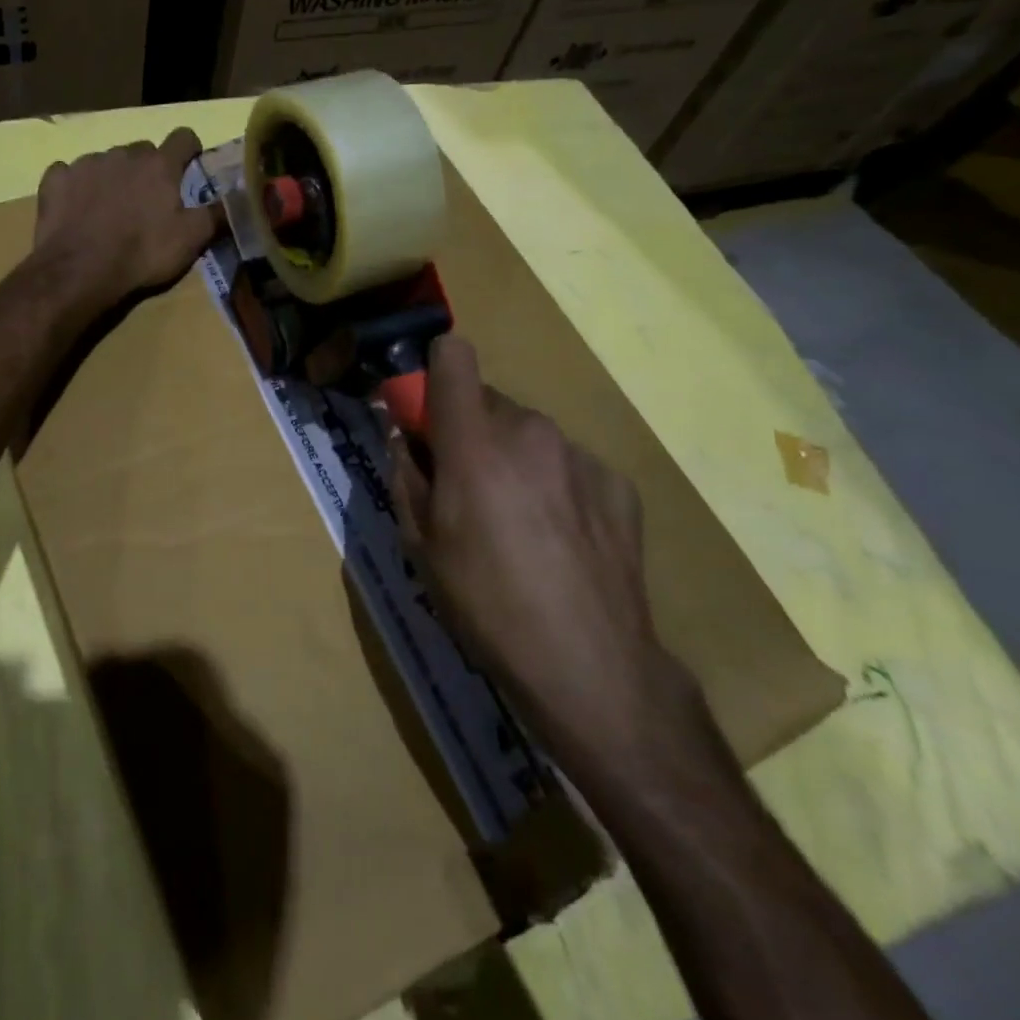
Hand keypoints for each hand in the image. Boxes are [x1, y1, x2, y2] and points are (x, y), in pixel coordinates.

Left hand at [32, 129, 223, 315]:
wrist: (79, 270)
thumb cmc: (142, 253)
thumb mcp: (191, 240)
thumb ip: (217, 214)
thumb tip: (243, 197)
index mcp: (159, 165)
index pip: (184, 137)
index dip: (190, 150)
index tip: (190, 167)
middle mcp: (123, 154)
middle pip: (142, 151)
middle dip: (148, 169)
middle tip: (148, 201)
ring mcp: (86, 164)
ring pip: (106, 162)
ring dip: (112, 178)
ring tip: (109, 211)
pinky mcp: (55, 179)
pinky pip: (68, 174)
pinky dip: (75, 187)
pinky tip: (76, 210)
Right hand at [386, 334, 697, 770]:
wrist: (589, 664)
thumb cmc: (484, 603)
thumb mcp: (419, 543)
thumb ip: (405, 473)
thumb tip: (403, 435)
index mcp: (475, 441)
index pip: (453, 355)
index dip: (433, 374)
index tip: (425, 417)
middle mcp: (530, 431)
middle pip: (486, 400)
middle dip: (468, 429)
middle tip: (465, 487)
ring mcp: (579, 455)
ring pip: (528, 433)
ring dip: (511, 457)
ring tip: (516, 523)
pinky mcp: (617, 482)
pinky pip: (567, 463)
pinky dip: (553, 484)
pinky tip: (559, 540)